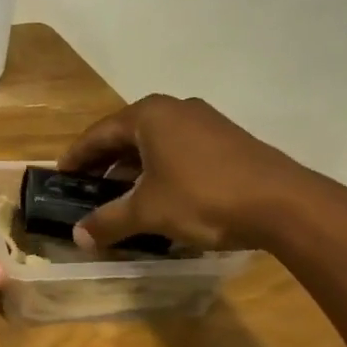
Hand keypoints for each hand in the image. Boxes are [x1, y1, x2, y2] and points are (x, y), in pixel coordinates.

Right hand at [58, 95, 329, 251]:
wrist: (286, 205)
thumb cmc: (204, 198)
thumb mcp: (148, 212)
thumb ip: (108, 221)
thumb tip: (78, 236)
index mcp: (149, 115)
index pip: (98, 134)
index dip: (77, 156)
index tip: (60, 175)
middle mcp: (175, 109)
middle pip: (127, 135)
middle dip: (106, 163)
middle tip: (88, 187)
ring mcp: (206, 122)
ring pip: (156, 143)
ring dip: (135, 168)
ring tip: (122, 196)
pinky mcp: (229, 140)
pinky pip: (181, 151)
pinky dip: (162, 170)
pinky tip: (162, 197)